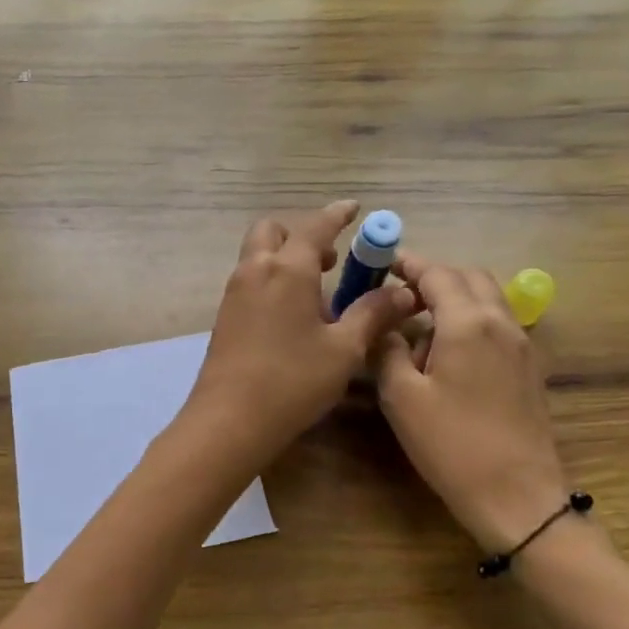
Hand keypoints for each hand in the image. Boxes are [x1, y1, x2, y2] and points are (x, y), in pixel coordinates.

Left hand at [186, 202, 416, 464]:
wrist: (229, 419)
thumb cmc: (293, 380)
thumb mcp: (344, 349)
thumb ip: (372, 314)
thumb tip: (403, 292)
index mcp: (287, 269)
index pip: (315, 226)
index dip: (337, 215)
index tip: (353, 208)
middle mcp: (256, 270)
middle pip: (273, 231)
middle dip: (301, 234)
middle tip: (330, 259)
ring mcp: (234, 292)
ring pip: (258, 254)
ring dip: (285, 257)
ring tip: (316, 291)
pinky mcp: (224, 315)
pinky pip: (250, 279)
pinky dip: (272, 278)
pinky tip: (292, 314)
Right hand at [375, 254, 569, 555]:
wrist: (518, 497)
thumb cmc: (453, 445)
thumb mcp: (402, 398)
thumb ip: (387, 350)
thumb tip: (385, 327)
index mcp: (468, 323)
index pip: (437, 273)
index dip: (408, 263)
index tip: (382, 262)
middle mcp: (501, 323)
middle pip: (469, 277)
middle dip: (434, 276)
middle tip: (401, 295)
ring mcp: (522, 345)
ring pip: (488, 299)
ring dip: (456, 297)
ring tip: (421, 325)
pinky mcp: (530, 368)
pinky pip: (499, 324)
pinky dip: (473, 319)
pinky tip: (450, 353)